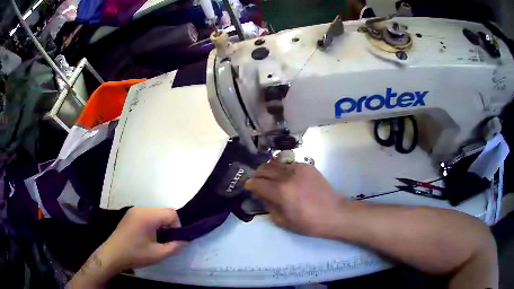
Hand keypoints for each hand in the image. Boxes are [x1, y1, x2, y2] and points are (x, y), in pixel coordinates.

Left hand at [71, 208, 187, 286]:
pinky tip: (146, 236)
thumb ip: (175, 246)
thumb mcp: (159, 254)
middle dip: (169, 226)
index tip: (173, 239)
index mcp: (148, 216)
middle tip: (165, 241)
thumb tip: (185, 240)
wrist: (113, 255)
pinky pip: (147, 215)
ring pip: (155, 213)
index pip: (171, 213)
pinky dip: (152, 223)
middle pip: (163, 212)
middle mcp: (141, 209)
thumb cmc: (136, 254)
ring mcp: (134, 210)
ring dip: (160, 225)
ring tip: (156, 240)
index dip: (177, 226)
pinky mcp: (130, 214)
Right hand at [245, 161, 344, 237]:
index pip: (257, 183)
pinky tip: (286, 178)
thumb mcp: (282, 220)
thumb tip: (260, 193)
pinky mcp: (307, 166)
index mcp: (281, 191)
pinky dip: (282, 169)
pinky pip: (288, 164)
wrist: (333, 213)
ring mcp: (299, 168)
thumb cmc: (308, 222)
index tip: (249, 187)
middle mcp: (288, 175)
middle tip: (258, 182)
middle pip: (264, 168)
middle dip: (257, 175)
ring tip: (270, 178)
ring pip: (275, 163)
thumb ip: (267, 205)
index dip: (250, 185)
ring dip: (269, 170)